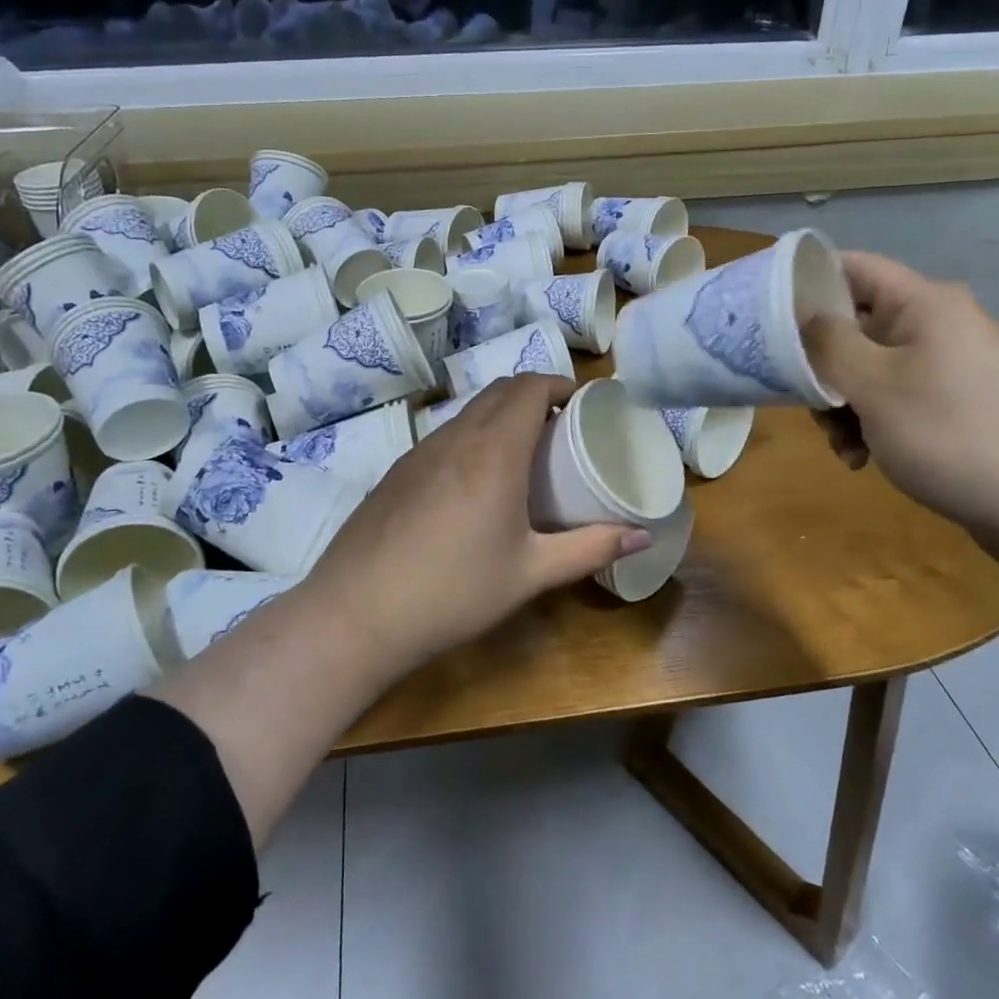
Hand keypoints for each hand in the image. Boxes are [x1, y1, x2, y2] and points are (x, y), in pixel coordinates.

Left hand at [300, 375, 647, 667]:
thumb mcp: (530, 573)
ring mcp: (418, 451)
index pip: (529, 387)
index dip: (560, 384)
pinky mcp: (395, 472)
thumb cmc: (454, 591)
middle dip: (534, 394)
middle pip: (499, 390)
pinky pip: (444, 435)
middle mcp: (454, 438)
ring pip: (468, 411)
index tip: (583, 404)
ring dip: (500, 415)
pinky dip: (472, 436)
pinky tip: (475, 483)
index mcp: (493, 450)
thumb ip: (590, 549)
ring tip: (524, 453)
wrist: (356, 614)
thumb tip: (643, 536)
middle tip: (561, 427)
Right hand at [802, 252, 998, 551]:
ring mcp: (953, 367)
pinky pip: (900, 400)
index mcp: (924, 304)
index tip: (766, 316)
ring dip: (845, 405)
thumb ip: (827, 344)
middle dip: (823, 367)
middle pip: (857, 326)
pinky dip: (875, 424)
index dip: (807, 282)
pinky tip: (866, 460)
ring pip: (872, 370)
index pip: (853, 267)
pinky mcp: (961, 406)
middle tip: (809, 405)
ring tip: (845, 447)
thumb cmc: (953, 434)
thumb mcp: (873, 386)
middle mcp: (940, 325)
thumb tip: (802, 312)